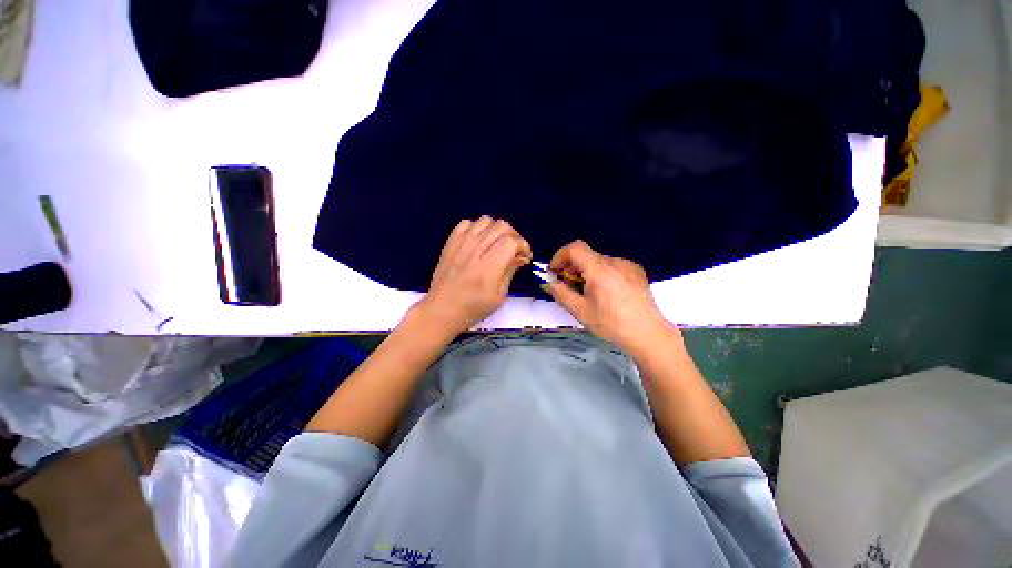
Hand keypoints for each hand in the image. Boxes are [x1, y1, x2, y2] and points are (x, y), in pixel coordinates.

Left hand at [416, 216, 531, 335]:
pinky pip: (467, 223)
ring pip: (486, 220)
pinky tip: (479, 241)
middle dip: (514, 236)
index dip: (523, 246)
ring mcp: (460, 244)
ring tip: (497, 244)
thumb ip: (510, 271)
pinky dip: (477, 228)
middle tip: (514, 250)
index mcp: (488, 268)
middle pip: (501, 226)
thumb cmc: (473, 308)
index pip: (511, 241)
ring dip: (497, 230)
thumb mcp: (498, 296)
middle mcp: (474, 250)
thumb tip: (520, 256)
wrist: (441, 310)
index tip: (524, 257)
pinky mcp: (450, 242)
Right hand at [545, 240, 678, 354]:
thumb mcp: (581, 312)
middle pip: (587, 255)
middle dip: (572, 267)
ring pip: (599, 261)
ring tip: (589, 292)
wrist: (648, 334)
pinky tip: (607, 292)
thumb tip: (551, 284)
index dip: (560, 256)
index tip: (555, 272)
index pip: (575, 248)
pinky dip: (602, 273)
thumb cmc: (612, 324)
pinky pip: (613, 266)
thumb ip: (562, 294)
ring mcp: (629, 265)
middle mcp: (615, 262)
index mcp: (600, 270)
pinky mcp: (637, 272)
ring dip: (587, 271)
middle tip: (569, 286)